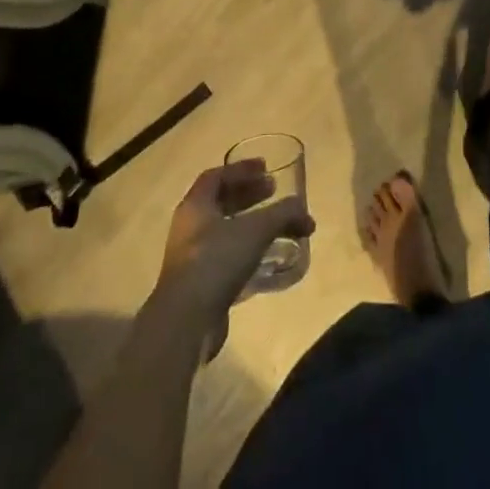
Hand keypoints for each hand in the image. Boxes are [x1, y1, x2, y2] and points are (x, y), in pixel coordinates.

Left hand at [155, 161, 314, 328]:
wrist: (186, 322)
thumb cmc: (217, 261)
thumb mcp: (256, 230)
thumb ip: (282, 214)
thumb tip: (303, 211)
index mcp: (195, 205)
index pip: (217, 176)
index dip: (242, 169)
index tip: (266, 168)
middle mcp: (190, 226)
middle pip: (221, 201)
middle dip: (249, 194)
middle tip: (274, 191)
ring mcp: (192, 257)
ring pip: (224, 230)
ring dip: (250, 223)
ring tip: (276, 225)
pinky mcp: (199, 284)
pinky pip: (225, 256)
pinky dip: (246, 249)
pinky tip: (265, 257)